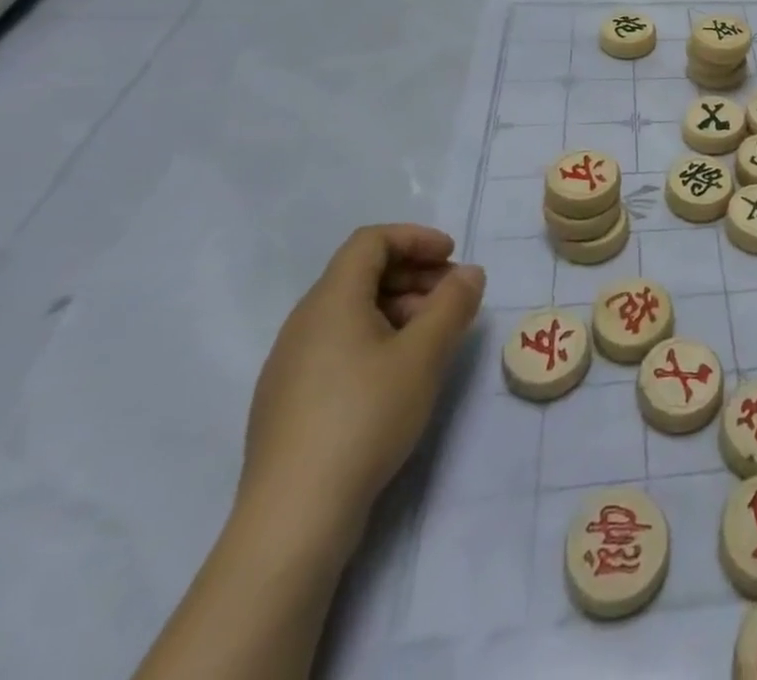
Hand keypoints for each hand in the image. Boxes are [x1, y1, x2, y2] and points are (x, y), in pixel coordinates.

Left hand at [239, 225, 485, 539]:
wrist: (292, 519)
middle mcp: (304, 323)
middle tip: (452, 298)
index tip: (452, 257)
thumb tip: (469, 273)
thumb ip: (453, 304)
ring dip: (398, 308)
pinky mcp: (288, 402)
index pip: (371, 241)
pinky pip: (337, 345)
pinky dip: (375, 339)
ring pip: (350, 312)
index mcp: (331, 301)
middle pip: (361, 273)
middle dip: (413, 274)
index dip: (416, 238)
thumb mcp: (424, 355)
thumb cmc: (364, 418)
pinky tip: (398, 376)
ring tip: (433, 338)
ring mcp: (290, 365)